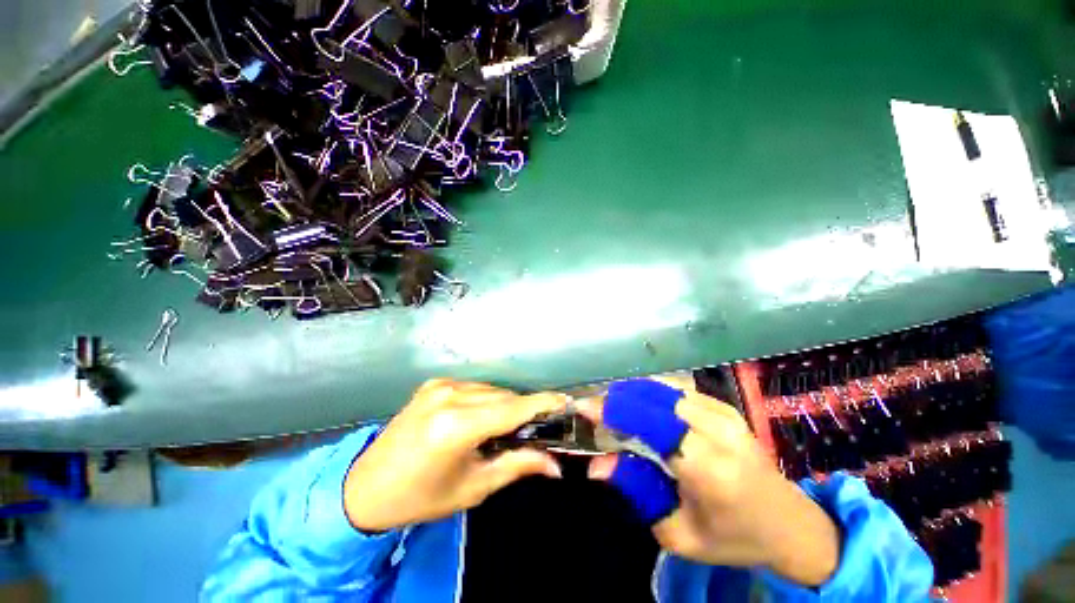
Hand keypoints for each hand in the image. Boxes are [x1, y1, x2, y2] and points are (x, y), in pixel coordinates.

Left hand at [344, 379, 567, 531]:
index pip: (513, 408)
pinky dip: (487, 398)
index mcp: (456, 426)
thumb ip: (516, 466)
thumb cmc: (421, 497)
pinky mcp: (433, 383)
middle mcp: (449, 396)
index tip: (566, 402)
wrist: (365, 487)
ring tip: (510, 425)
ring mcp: (439, 385)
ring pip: (490, 388)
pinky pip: (474, 386)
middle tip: (538, 427)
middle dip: (525, 409)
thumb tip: (555, 464)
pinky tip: (484, 416)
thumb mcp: (473, 488)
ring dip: (505, 403)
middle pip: (503, 396)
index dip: (543, 404)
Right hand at [579, 377, 839, 586]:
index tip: (583, 408)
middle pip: (650, 398)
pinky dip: (650, 397)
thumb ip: (636, 491)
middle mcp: (716, 429)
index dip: (611, 410)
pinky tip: (641, 411)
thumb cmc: (734, 537)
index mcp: (708, 465)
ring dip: (631, 397)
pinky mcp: (724, 407)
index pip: (648, 422)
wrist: (791, 523)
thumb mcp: (679, 532)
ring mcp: (723, 412)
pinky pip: (675, 392)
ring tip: (613, 412)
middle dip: (617, 401)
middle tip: (595, 414)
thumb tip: (597, 464)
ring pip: (660, 390)